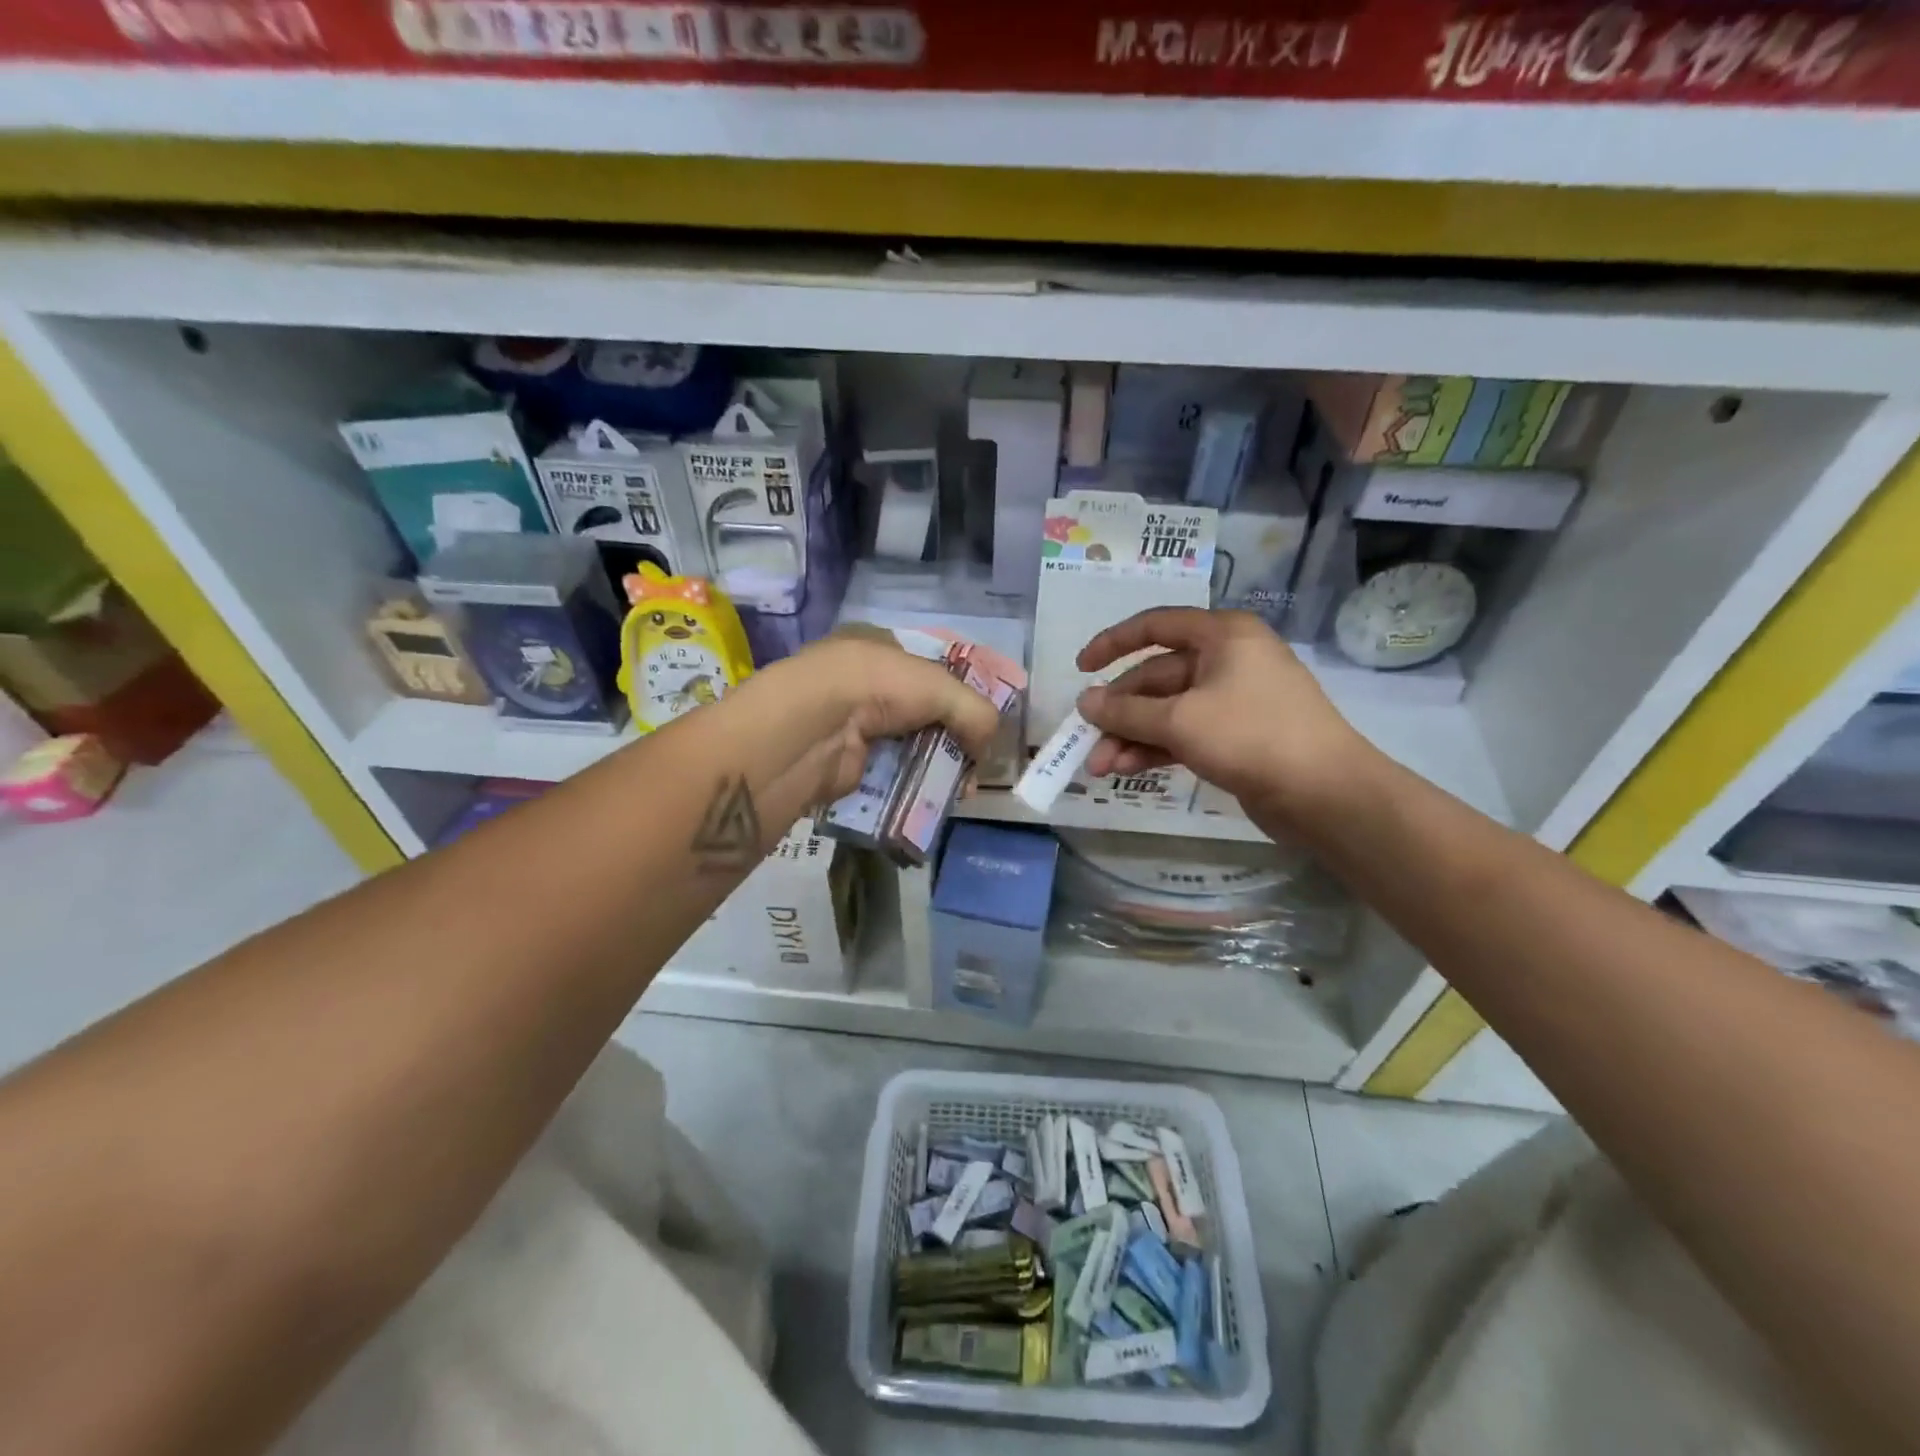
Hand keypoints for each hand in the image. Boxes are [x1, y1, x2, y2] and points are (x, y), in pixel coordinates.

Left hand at [746, 630, 1003, 806]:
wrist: (816, 728)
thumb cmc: (878, 686)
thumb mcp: (941, 686)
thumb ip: (976, 712)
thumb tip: (985, 749)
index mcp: (879, 646)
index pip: (929, 668)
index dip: (959, 693)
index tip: (982, 722)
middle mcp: (863, 680)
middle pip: (922, 710)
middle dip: (951, 736)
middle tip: (974, 762)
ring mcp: (851, 721)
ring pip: (907, 744)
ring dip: (935, 765)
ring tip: (959, 787)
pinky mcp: (846, 760)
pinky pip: (890, 773)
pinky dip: (912, 784)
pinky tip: (932, 797)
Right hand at [1076, 608, 1371, 825]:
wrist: (1326, 794)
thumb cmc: (1252, 736)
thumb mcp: (1180, 721)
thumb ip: (1127, 712)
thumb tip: (1085, 702)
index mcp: (1222, 635)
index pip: (1155, 625)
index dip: (1113, 643)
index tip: (1081, 668)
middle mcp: (1228, 660)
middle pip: (1157, 677)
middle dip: (1120, 712)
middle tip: (1087, 743)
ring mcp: (1233, 699)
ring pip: (1168, 710)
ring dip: (1132, 736)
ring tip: (1101, 768)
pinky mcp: (1236, 736)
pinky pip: (1184, 733)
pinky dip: (1155, 749)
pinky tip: (1127, 769)